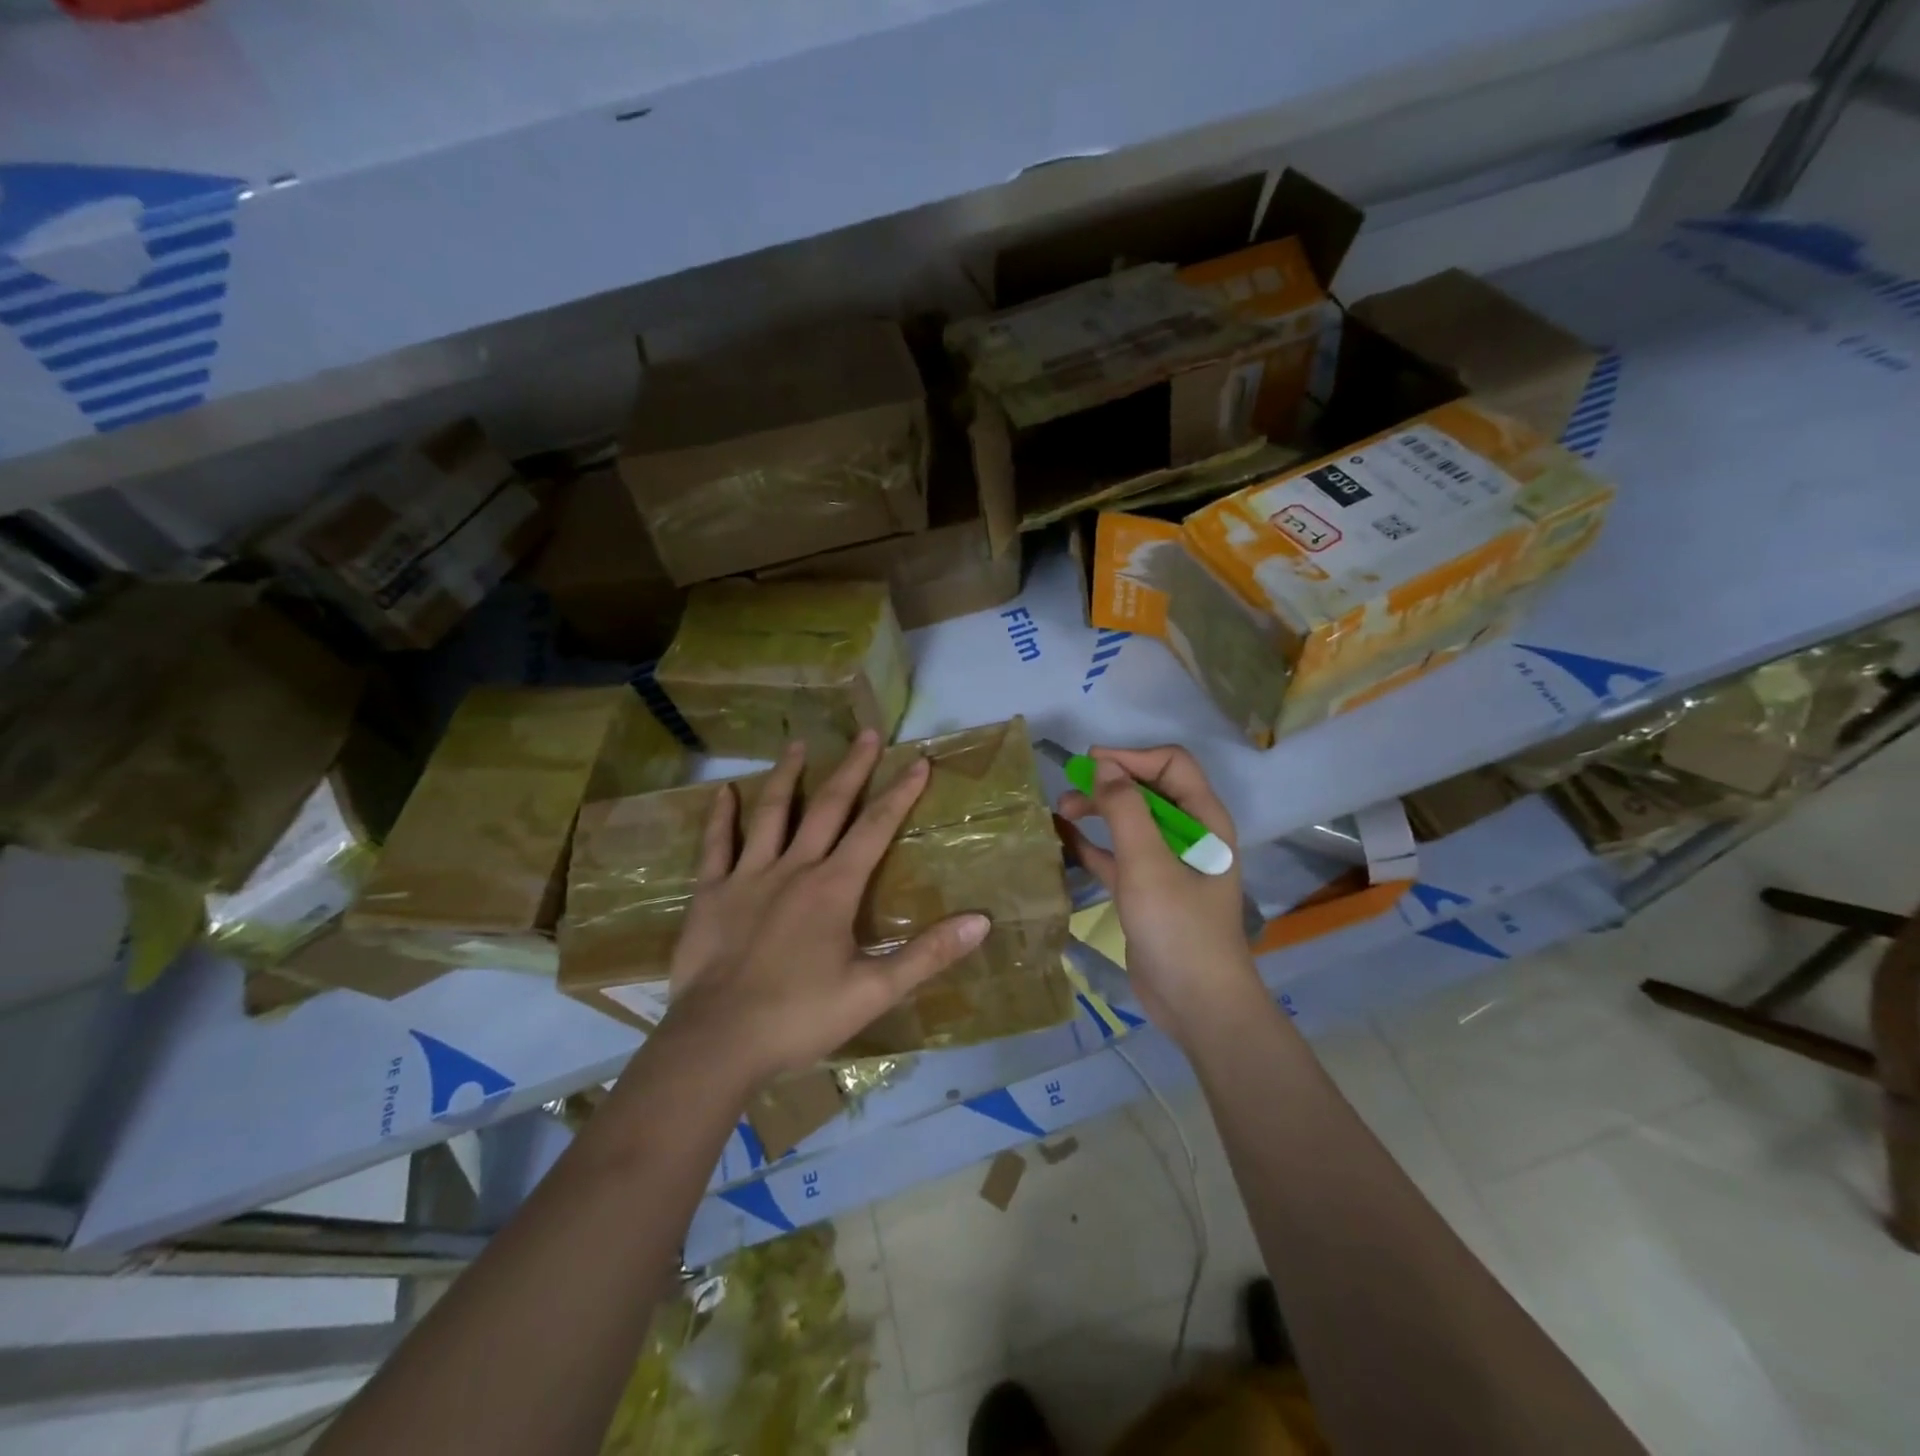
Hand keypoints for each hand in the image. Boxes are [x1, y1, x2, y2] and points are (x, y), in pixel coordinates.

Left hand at [658, 730, 990, 1090]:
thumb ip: (928, 954)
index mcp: (834, 888)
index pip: (876, 828)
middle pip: (828, 807)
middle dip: (852, 768)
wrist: (717, 1043)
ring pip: (771, 814)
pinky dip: (720, 817)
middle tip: (867, 732)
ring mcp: (747, 877)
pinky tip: (723, 792)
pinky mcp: (710, 894)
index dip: (901, 793)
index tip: (920, 760)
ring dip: (787, 776)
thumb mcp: (874, 991)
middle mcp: (793, 868)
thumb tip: (981, 921)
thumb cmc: (800, 1017)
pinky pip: (716, 846)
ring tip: (798, 743)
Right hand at [1057, 745, 1265, 1046]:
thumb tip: (1104, 765)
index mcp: (1204, 820)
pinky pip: (1118, 855)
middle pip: (1148, 790)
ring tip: (1060, 814)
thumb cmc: (1178, 927)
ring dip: (1097, 812)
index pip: (1172, 765)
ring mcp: (1167, 864)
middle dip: (1109, 785)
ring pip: (1130, 822)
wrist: (1197, 1004)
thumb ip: (1125, 810)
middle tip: (1069, 794)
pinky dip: (1093, 845)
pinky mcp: (1147, 890)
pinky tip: (1063, 841)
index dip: (1132, 757)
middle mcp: (1189, 835)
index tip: (1091, 764)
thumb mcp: (1147, 864)